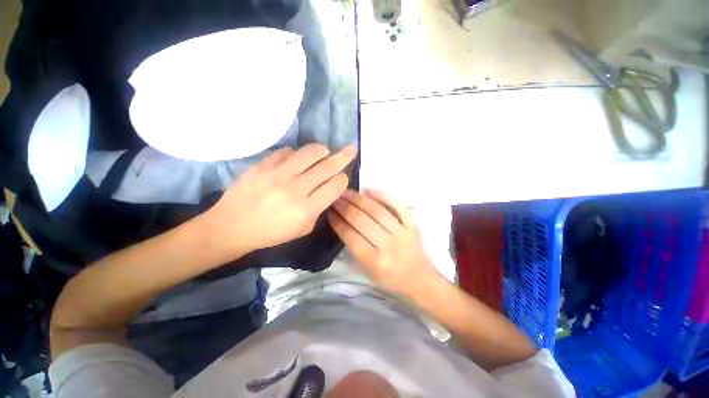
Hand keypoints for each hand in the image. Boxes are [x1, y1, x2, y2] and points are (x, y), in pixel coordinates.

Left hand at [205, 144, 356, 254]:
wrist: (231, 226)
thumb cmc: (271, 233)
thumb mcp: (303, 229)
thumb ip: (319, 209)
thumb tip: (329, 189)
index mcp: (307, 209)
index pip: (336, 185)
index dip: (343, 180)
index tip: (341, 179)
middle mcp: (296, 189)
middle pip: (328, 166)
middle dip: (344, 156)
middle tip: (352, 149)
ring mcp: (278, 174)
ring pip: (310, 152)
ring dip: (322, 150)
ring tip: (325, 151)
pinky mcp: (263, 165)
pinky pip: (288, 151)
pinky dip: (297, 153)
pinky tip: (296, 159)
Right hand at [328, 189, 440, 294]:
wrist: (420, 280)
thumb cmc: (391, 279)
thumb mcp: (367, 272)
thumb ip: (354, 249)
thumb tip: (342, 224)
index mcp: (376, 261)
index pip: (351, 237)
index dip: (338, 222)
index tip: (329, 212)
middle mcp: (389, 246)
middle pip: (363, 221)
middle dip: (345, 208)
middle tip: (334, 198)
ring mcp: (403, 233)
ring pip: (377, 211)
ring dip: (359, 199)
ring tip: (346, 192)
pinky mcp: (413, 225)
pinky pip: (398, 206)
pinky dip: (383, 196)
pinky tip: (369, 190)